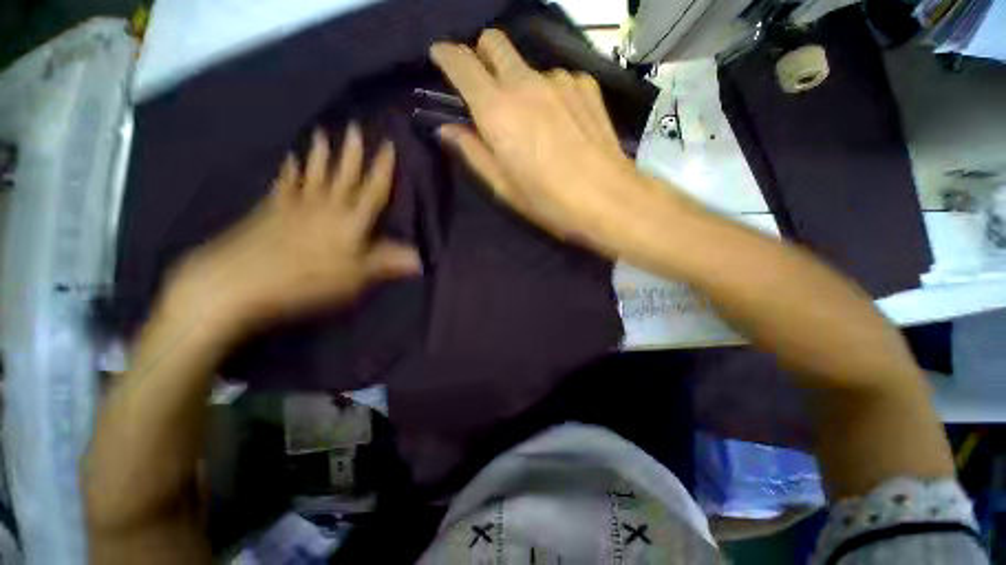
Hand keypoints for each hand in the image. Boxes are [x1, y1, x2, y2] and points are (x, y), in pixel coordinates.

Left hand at [160, 125, 420, 338]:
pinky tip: (288, 159)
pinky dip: (288, 170)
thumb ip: (382, 263)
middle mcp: (326, 204)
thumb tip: (419, 257)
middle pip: (342, 173)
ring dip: (319, 152)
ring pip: (313, 171)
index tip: (389, 144)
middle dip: (351, 150)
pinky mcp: (272, 207)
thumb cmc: (307, 283)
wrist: (250, 276)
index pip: (372, 190)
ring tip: (321, 133)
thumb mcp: (352, 280)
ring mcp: (296, 203)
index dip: (382, 168)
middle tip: (355, 126)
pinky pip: (284, 183)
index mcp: (349, 221)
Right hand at [430, 29, 663, 255]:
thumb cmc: (549, 198)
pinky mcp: (585, 84)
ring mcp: (560, 79)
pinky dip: (555, 92)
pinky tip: (566, 118)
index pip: (461, 62)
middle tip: (484, 74)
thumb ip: (470, 148)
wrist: (612, 198)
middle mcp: (525, 82)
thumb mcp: (500, 183)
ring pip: (529, 65)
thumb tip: (448, 128)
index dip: (445, 53)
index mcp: (495, 107)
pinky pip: (559, 78)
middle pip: (494, 40)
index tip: (440, 54)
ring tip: (539, 116)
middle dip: (483, 49)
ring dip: (524, 81)